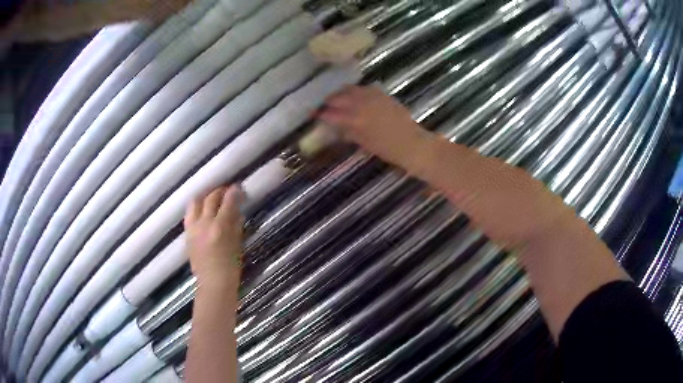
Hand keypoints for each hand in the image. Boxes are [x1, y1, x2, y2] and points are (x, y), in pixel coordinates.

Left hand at [185, 185, 244, 288]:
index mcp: (219, 227)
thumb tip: (237, 211)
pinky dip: (197, 209)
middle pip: (210, 198)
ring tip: (211, 198)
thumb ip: (235, 226)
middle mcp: (204, 224)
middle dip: (219, 191)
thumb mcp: (237, 245)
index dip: (234, 192)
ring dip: (204, 196)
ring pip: (195, 203)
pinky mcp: (187, 234)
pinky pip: (190, 215)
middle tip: (226, 191)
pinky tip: (202, 212)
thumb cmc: (230, 268)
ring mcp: (193, 228)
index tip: (238, 187)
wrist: (213, 284)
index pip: (228, 202)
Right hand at [318, 85, 433, 169]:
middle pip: (338, 97)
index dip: (320, 113)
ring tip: (337, 99)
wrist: (412, 143)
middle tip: (323, 105)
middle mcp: (361, 104)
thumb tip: (337, 127)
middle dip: (328, 101)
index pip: (331, 114)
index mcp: (355, 120)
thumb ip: (348, 132)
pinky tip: (355, 95)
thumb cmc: (387, 149)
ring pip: (350, 89)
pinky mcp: (382, 94)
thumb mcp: (364, 143)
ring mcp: (373, 97)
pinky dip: (356, 91)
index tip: (313, 114)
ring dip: (341, 93)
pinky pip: (364, 88)